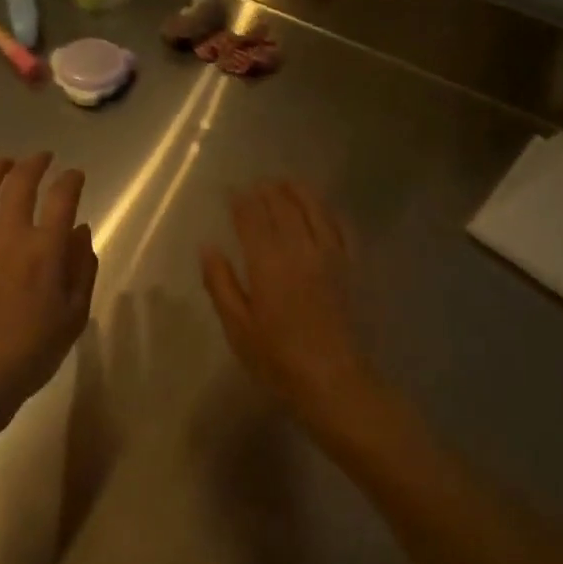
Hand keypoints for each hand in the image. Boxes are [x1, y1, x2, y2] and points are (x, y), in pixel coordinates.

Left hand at [0, 154, 97, 430]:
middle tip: (43, 158)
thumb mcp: (75, 315)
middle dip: (35, 164)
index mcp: (44, 250)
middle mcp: (8, 234)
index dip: (71, 180)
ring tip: (5, 164)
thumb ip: (82, 268)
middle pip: (20, 183)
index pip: (62, 198)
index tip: (76, 175)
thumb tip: (80, 230)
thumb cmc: (32, 350)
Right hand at [201, 181, 377, 423]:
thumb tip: (208, 246)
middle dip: (269, 191)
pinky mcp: (354, 267)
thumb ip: (221, 283)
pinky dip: (330, 212)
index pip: (252, 217)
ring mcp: (332, 255)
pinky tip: (325, 210)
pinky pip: (343, 228)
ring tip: (288, 184)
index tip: (233, 191)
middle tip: (259, 183)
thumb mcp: (237, 327)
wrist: (335, 380)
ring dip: (299, 192)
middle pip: (284, 207)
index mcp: (268, 262)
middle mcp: (300, 248)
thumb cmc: (278, 360)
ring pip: (316, 209)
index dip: (241, 201)